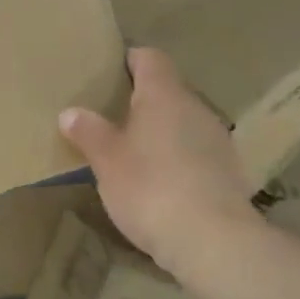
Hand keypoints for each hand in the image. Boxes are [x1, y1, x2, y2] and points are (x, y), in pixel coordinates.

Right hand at [59, 48, 257, 276]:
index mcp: (164, 95)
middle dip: (142, 101)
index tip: (109, 71)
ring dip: (162, 131)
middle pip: (168, 91)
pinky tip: (162, 182)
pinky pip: (197, 152)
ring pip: (184, 122)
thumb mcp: (106, 162)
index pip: (150, 58)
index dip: (130, 60)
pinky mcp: (229, 171)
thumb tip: (70, 112)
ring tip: (134, 152)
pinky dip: (179, 158)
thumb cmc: (149, 188)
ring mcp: (218, 139)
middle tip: (111, 118)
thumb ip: (89, 132)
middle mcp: (195, 107)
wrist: (211, 239)